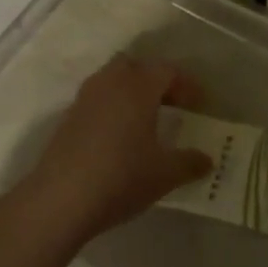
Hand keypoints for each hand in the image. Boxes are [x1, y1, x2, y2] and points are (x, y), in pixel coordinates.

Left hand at [23, 55, 211, 239]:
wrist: (60, 200)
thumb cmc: (121, 177)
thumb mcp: (165, 174)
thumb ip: (190, 162)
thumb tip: (207, 160)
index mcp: (138, 87)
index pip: (167, 70)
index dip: (186, 84)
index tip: (199, 105)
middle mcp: (110, 84)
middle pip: (135, 65)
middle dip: (154, 80)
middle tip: (170, 105)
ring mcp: (84, 100)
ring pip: (111, 80)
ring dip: (130, 92)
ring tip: (144, 120)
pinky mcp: (67, 119)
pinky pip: (96, 101)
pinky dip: (111, 109)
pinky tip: (118, 138)